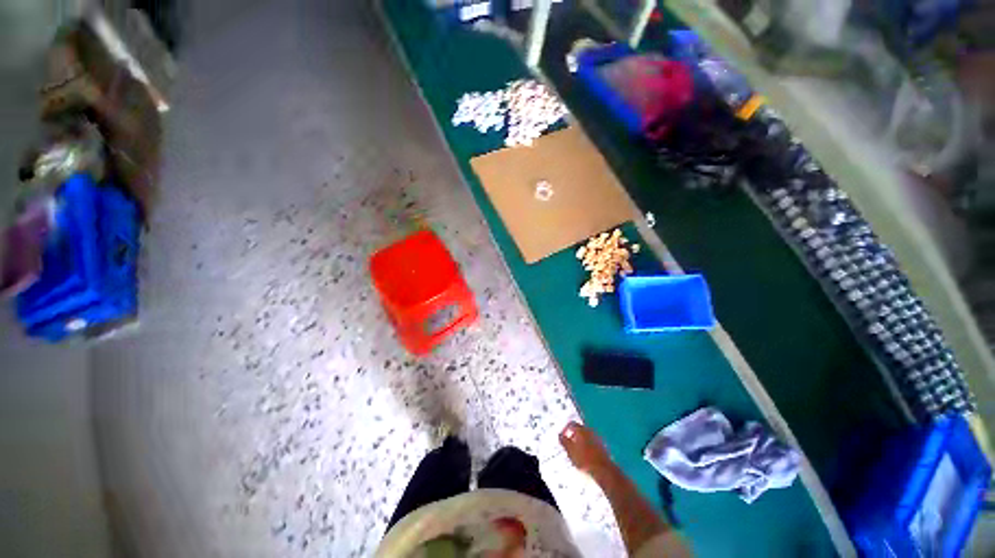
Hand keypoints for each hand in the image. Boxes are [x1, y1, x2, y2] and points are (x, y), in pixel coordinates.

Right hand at [559, 421, 612, 475]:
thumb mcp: (570, 451)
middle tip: (569, 446)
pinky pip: (591, 444)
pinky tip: (585, 457)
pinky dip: (587, 448)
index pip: (571, 424)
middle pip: (579, 430)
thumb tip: (560, 435)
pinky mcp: (602, 447)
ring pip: (586, 437)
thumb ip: (564, 441)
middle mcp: (590, 431)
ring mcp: (597, 439)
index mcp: (581, 429)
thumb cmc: (584, 459)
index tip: (562, 438)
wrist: (604, 470)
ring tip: (576, 453)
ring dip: (580, 442)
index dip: (565, 430)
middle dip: (573, 436)